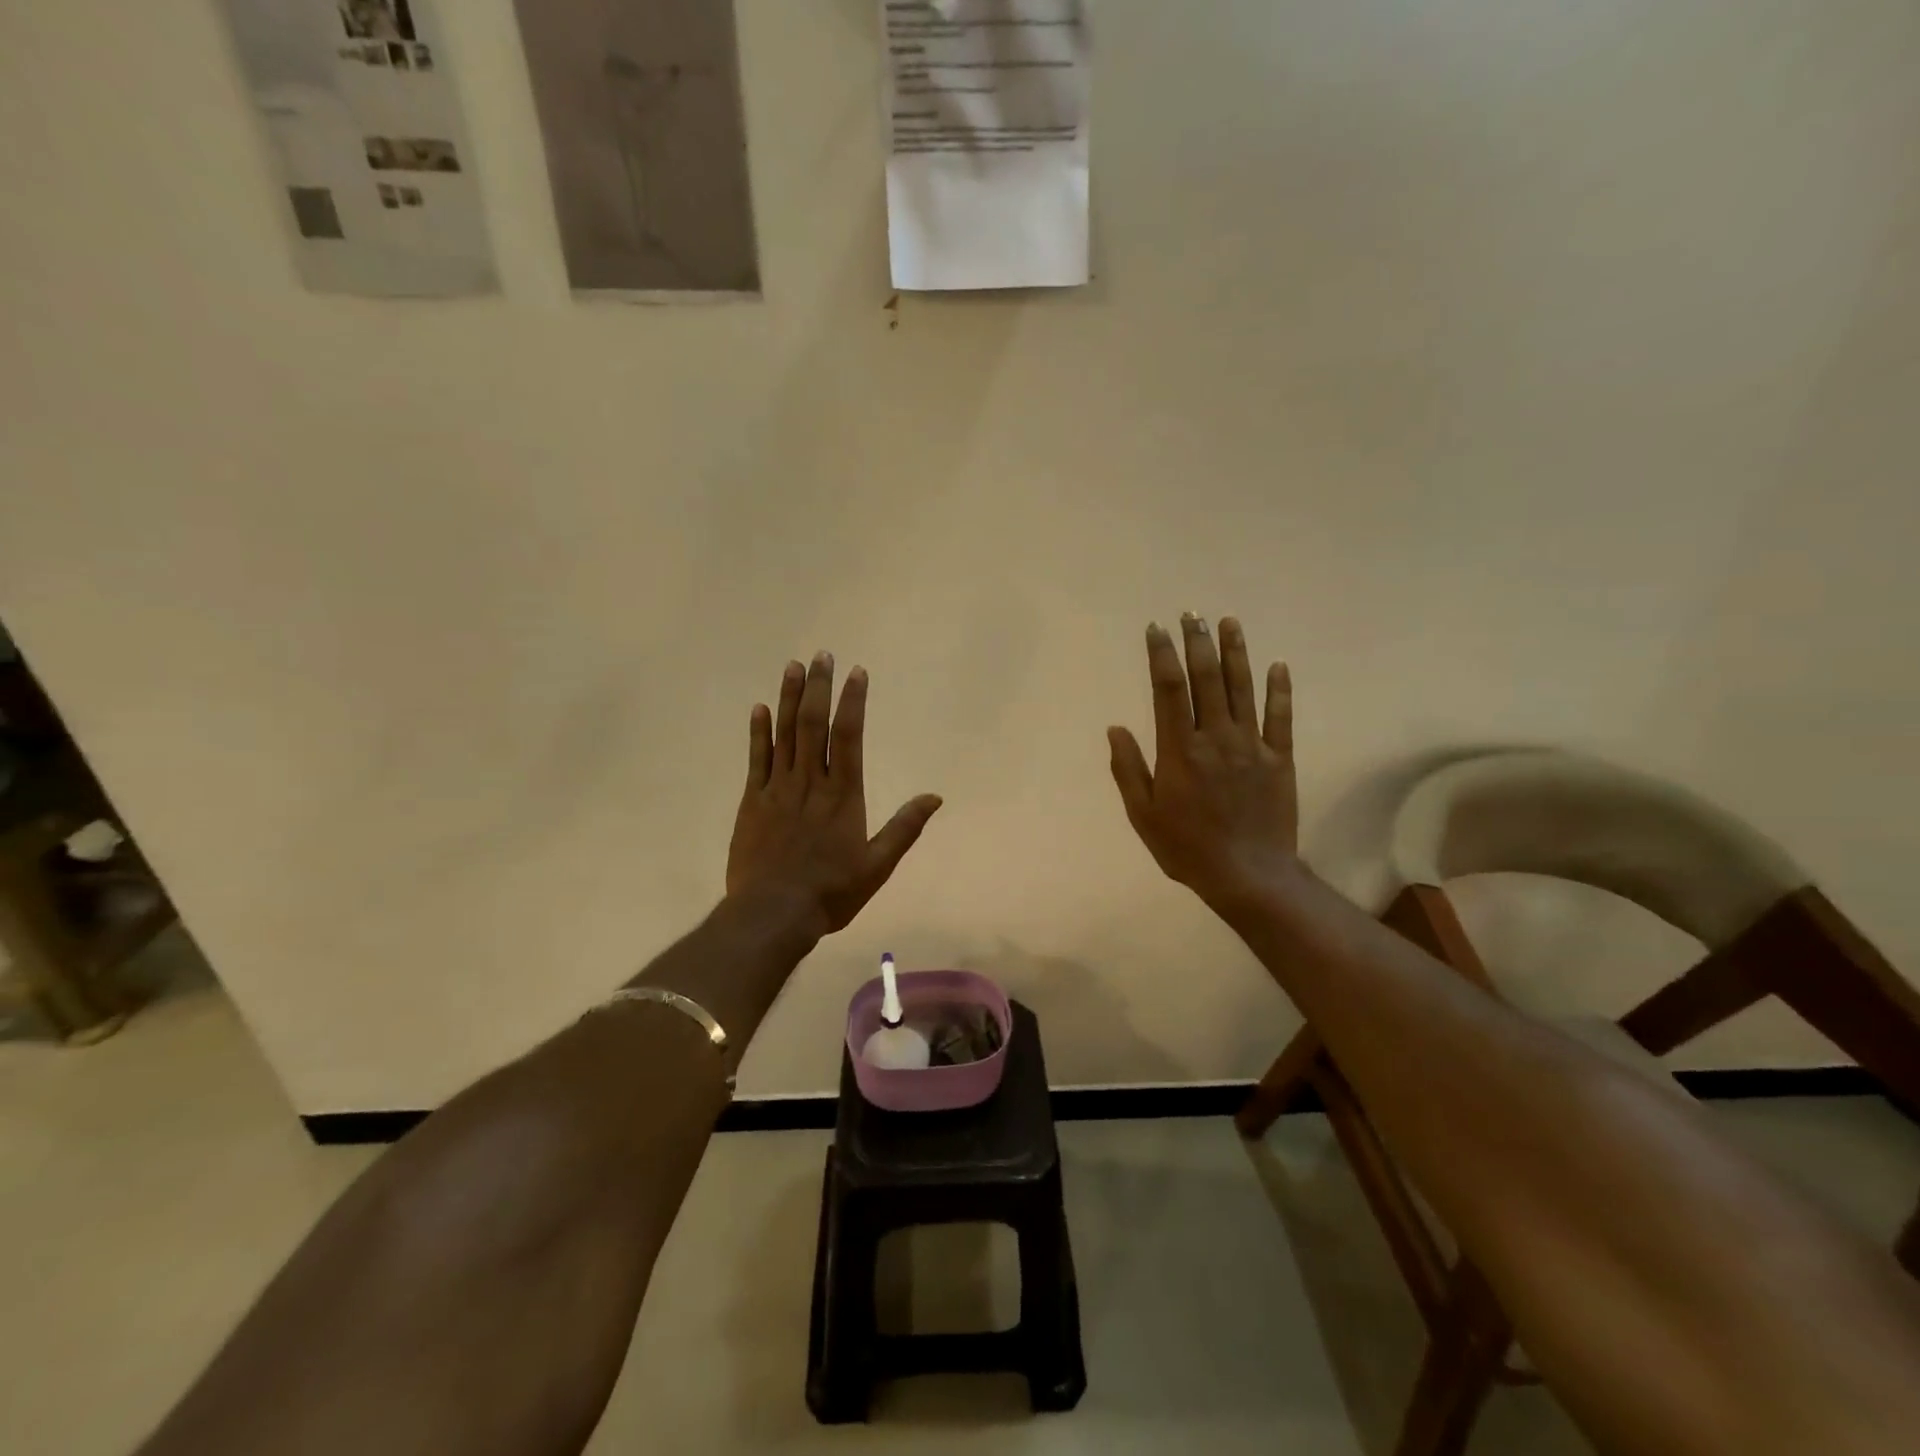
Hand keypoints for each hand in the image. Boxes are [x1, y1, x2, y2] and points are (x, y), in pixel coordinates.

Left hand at [726, 652, 942, 935]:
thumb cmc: (831, 892)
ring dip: (788, 698)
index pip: (849, 736)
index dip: (853, 701)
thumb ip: (904, 828)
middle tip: (821, 655)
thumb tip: (935, 797)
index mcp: (843, 794)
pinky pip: (756, 759)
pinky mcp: (752, 802)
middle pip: (813, 724)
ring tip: (793, 667)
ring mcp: (777, 789)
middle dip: (818, 687)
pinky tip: (759, 709)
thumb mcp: (877, 865)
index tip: (857, 673)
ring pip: (784, 734)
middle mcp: (810, 782)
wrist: (772, 913)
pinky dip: (758, 732)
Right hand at [1107, 615, 1299, 912]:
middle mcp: (1215, 737)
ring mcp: (1251, 745)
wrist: (1249, 876)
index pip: (1168, 690)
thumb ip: (1128, 769)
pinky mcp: (1279, 758)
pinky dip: (1279, 690)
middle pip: (1206, 679)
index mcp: (1180, 750)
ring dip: (1235, 653)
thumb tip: (1115, 728)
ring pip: (1242, 689)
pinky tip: (1278, 665)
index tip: (1156, 629)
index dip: (1161, 655)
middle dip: (1197, 643)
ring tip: (1229, 622)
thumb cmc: (1187, 847)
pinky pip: (1280, 717)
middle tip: (1191, 613)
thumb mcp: (1143, 814)